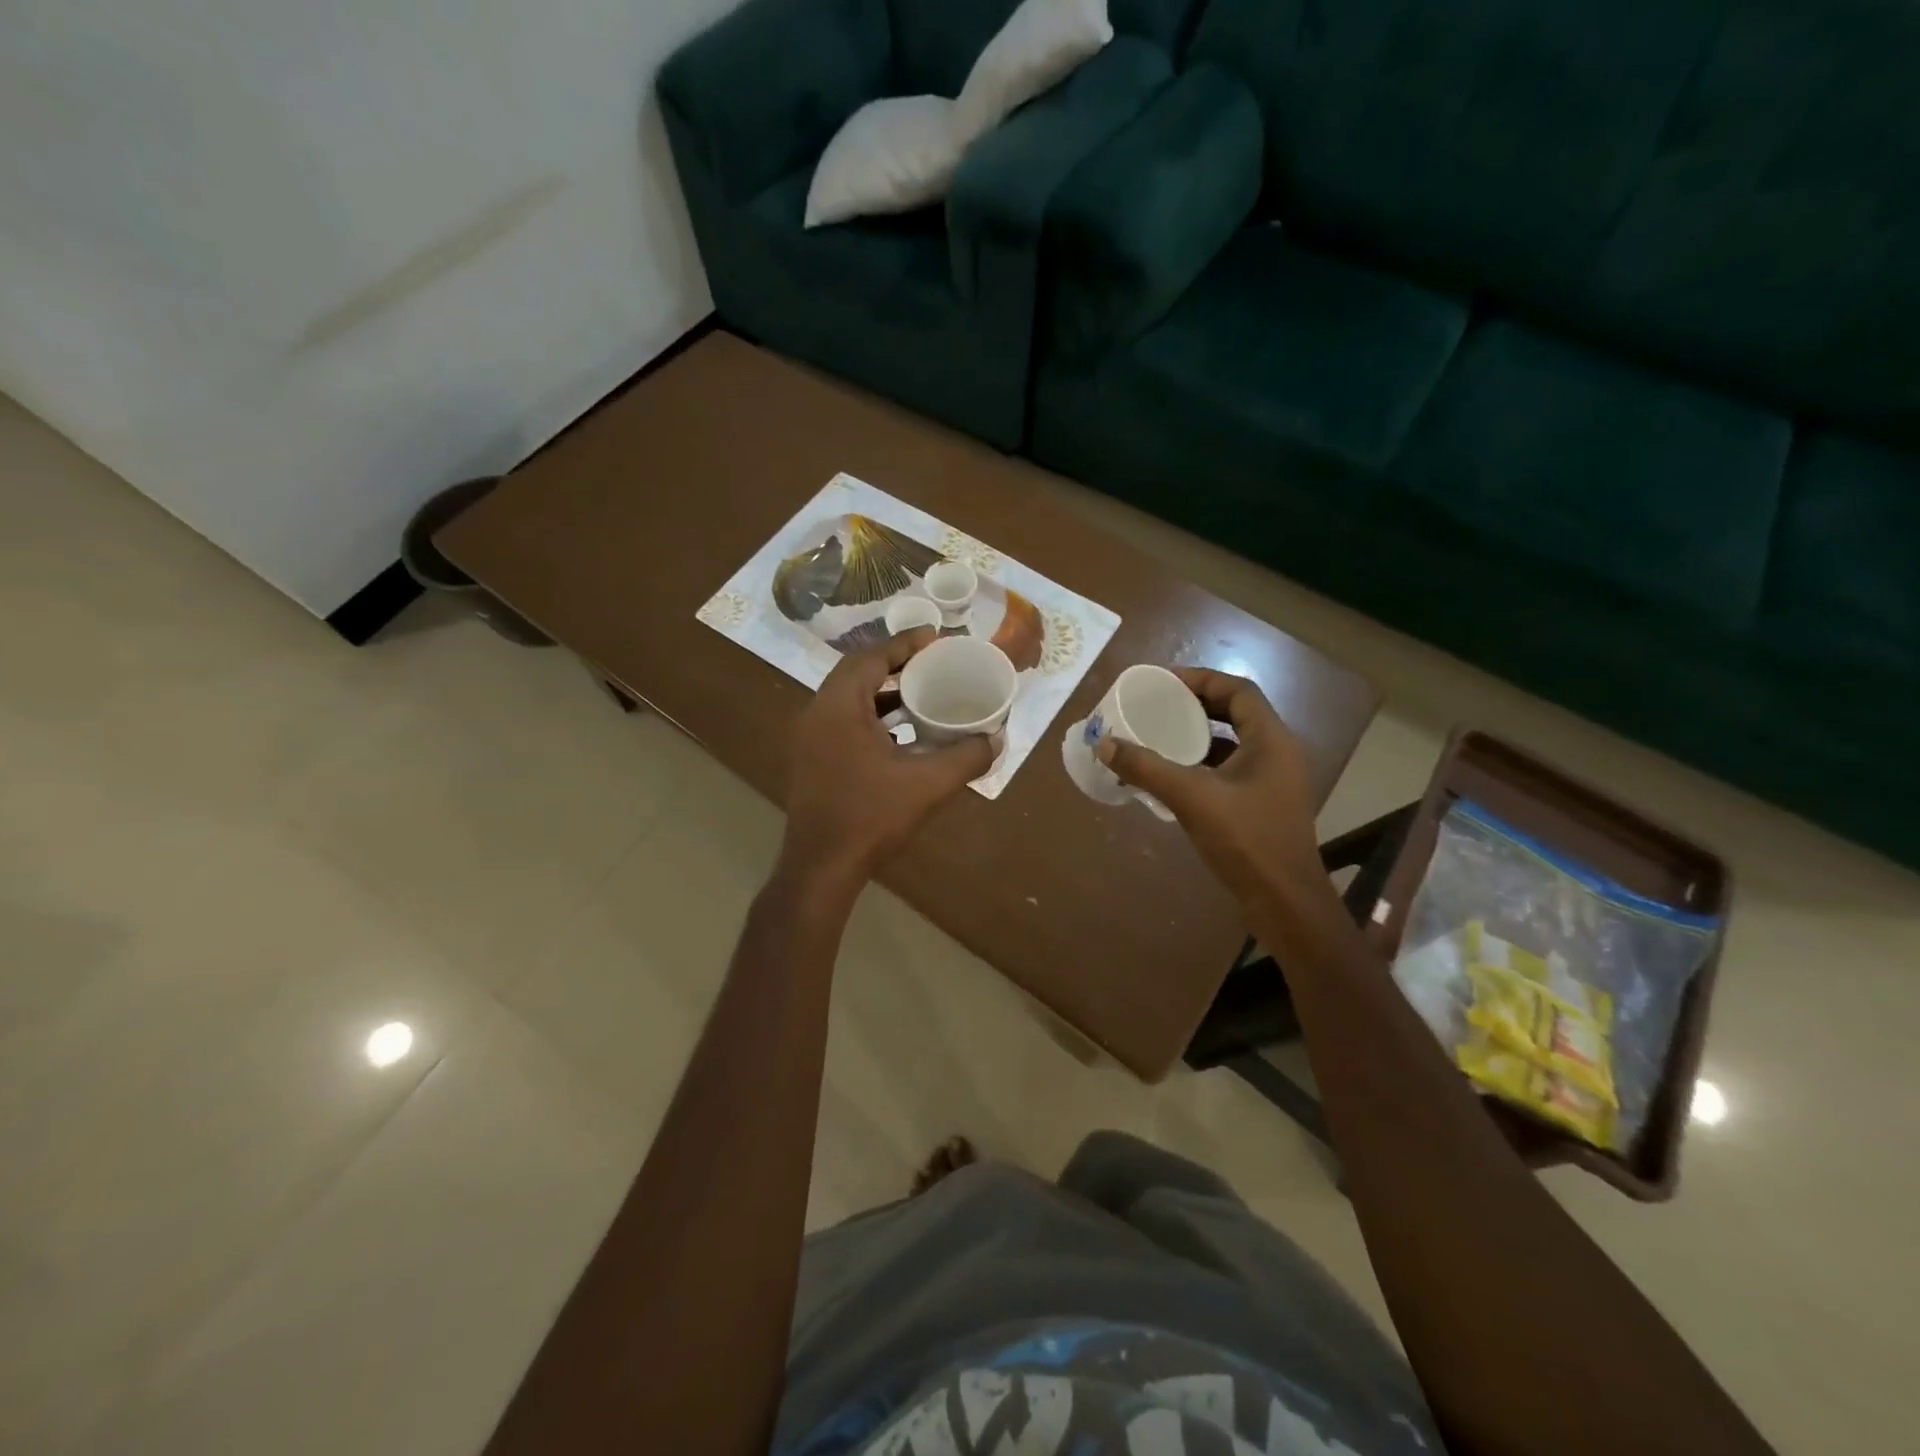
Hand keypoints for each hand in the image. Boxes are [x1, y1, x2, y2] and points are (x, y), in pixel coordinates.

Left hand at [782, 629, 995, 888]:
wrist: (821, 868)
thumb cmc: (870, 818)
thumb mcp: (927, 785)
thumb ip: (966, 757)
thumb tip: (996, 739)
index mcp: (838, 708)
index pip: (870, 658)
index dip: (904, 644)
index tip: (935, 638)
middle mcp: (816, 714)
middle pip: (856, 673)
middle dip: (894, 663)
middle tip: (930, 662)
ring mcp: (809, 739)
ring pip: (848, 699)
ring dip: (882, 692)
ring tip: (920, 693)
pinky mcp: (811, 760)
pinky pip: (842, 722)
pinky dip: (871, 717)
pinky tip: (900, 734)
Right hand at [1097, 668, 1321, 902]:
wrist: (1284, 903)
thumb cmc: (1246, 841)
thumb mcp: (1192, 798)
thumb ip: (1148, 768)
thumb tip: (1105, 744)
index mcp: (1271, 740)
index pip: (1238, 690)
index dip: (1201, 679)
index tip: (1164, 683)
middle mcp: (1277, 753)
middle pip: (1236, 712)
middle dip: (1196, 705)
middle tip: (1158, 705)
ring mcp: (1273, 781)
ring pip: (1233, 743)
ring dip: (1199, 735)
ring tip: (1160, 735)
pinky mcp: (1263, 804)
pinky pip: (1231, 770)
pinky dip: (1203, 765)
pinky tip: (1174, 776)